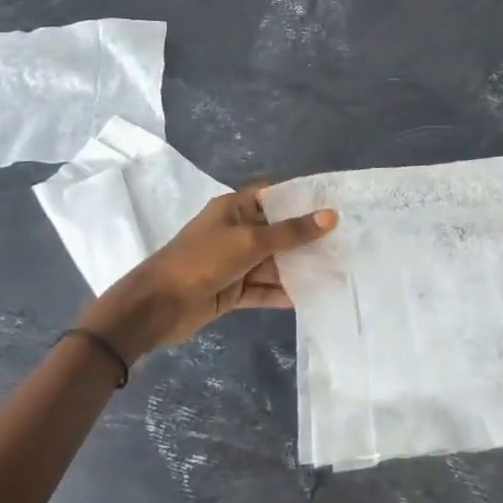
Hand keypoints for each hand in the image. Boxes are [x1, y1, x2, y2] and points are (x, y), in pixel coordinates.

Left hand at [80, 185, 336, 361]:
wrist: (157, 307)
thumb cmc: (202, 261)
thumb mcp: (250, 242)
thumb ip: (291, 232)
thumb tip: (330, 216)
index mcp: (235, 207)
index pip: (274, 195)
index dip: (302, 197)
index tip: (335, 202)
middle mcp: (236, 230)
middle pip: (278, 230)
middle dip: (307, 237)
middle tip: (345, 240)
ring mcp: (234, 262)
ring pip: (274, 261)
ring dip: (299, 267)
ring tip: (337, 270)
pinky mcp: (232, 290)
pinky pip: (264, 288)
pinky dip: (283, 292)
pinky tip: (312, 296)